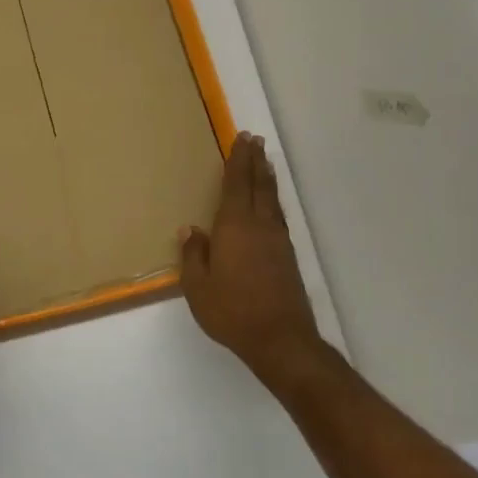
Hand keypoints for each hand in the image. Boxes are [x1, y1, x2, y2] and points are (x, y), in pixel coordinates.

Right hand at [180, 133, 323, 387]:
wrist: (280, 338)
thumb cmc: (231, 311)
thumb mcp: (197, 286)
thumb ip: (193, 254)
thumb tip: (190, 229)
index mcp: (235, 227)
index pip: (235, 185)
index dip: (237, 161)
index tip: (241, 139)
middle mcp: (260, 226)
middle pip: (258, 185)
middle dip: (255, 161)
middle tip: (255, 140)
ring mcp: (277, 240)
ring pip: (271, 199)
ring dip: (266, 178)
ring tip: (264, 162)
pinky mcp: (287, 255)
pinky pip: (277, 215)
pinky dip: (272, 199)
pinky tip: (269, 204)